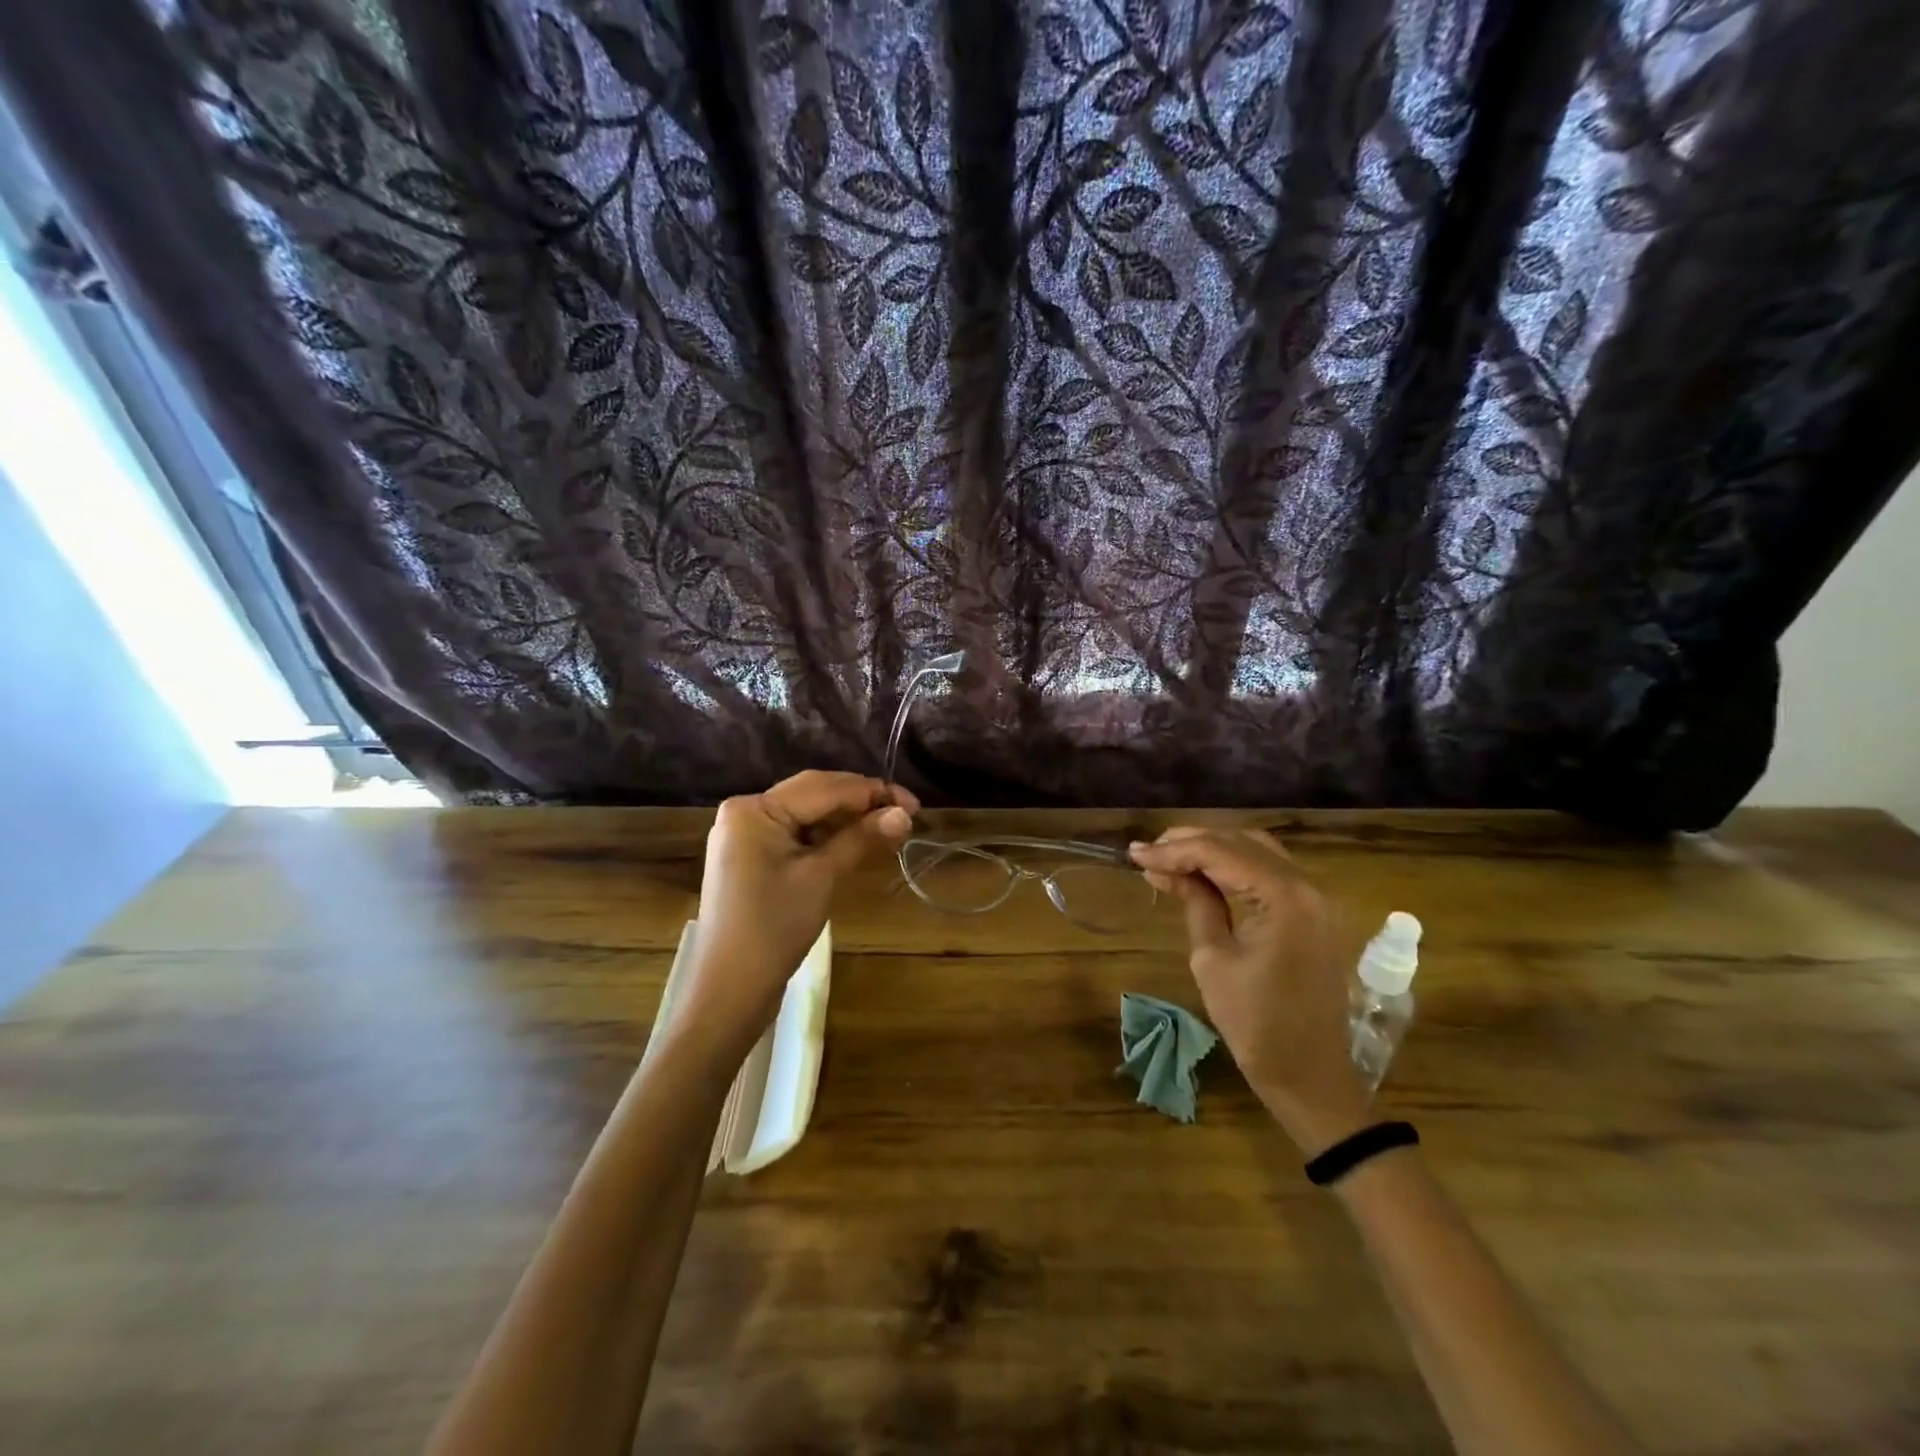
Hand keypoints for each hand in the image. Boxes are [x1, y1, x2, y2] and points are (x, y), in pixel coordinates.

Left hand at [683, 771, 916, 1054]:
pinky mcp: (752, 857)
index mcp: (756, 809)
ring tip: (887, 829)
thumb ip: (862, 838)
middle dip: (861, 802)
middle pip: (814, 794)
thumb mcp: (822, 877)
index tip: (914, 805)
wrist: (729, 989)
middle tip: (905, 815)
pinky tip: (856, 842)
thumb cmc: (775, 928)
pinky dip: (827, 837)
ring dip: (847, 819)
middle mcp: (746, 811)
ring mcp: (746, 835)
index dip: (872, 791)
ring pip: (807, 814)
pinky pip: (796, 834)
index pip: (824, 786)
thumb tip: (904, 814)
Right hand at [1129, 828, 1369, 1154]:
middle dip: (1190, 842)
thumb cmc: (1256, 1025)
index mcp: (1283, 897)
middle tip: (1147, 852)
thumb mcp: (1212, 960)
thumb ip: (1195, 903)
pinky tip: (1203, 872)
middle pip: (1241, 842)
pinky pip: (1270, 872)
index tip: (1134, 855)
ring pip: (1256, 851)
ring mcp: (1315, 898)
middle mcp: (1306, 886)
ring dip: (1212, 849)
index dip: (1173, 850)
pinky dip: (1234, 866)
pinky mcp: (1313, 913)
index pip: (1220, 853)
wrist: (1311, 1076)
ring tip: (1169, 857)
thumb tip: (1164, 869)